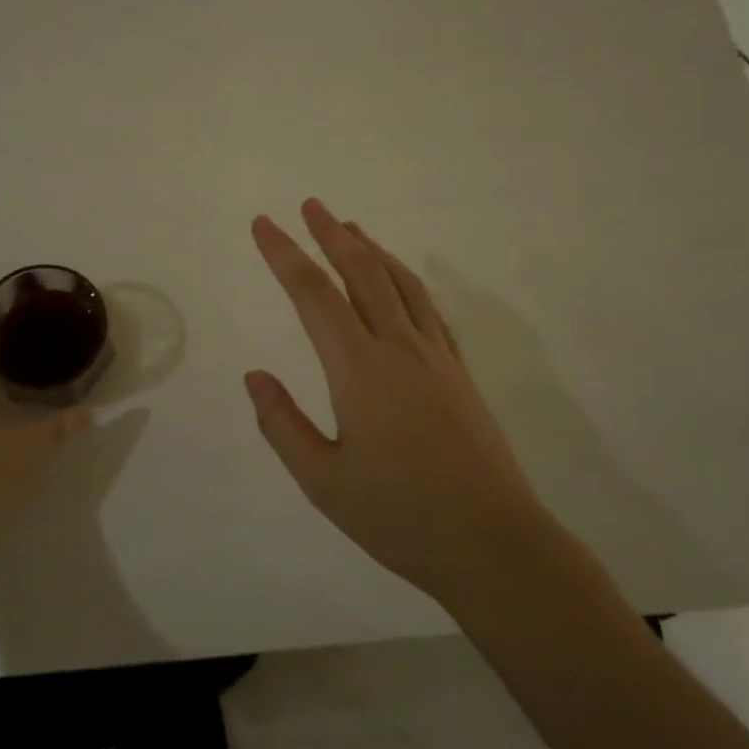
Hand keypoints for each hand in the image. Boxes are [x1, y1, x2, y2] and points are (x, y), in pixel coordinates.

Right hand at [246, 200, 557, 604]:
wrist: (493, 543)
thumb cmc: (400, 516)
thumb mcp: (323, 481)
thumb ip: (282, 424)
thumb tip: (255, 375)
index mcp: (359, 369)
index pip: (312, 295)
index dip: (284, 255)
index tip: (264, 224)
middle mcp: (398, 348)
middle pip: (361, 273)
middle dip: (331, 235)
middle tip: (309, 205)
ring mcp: (435, 357)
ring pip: (399, 284)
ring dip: (372, 249)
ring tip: (350, 227)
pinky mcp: (459, 373)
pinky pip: (428, 308)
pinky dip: (406, 280)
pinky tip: (400, 280)